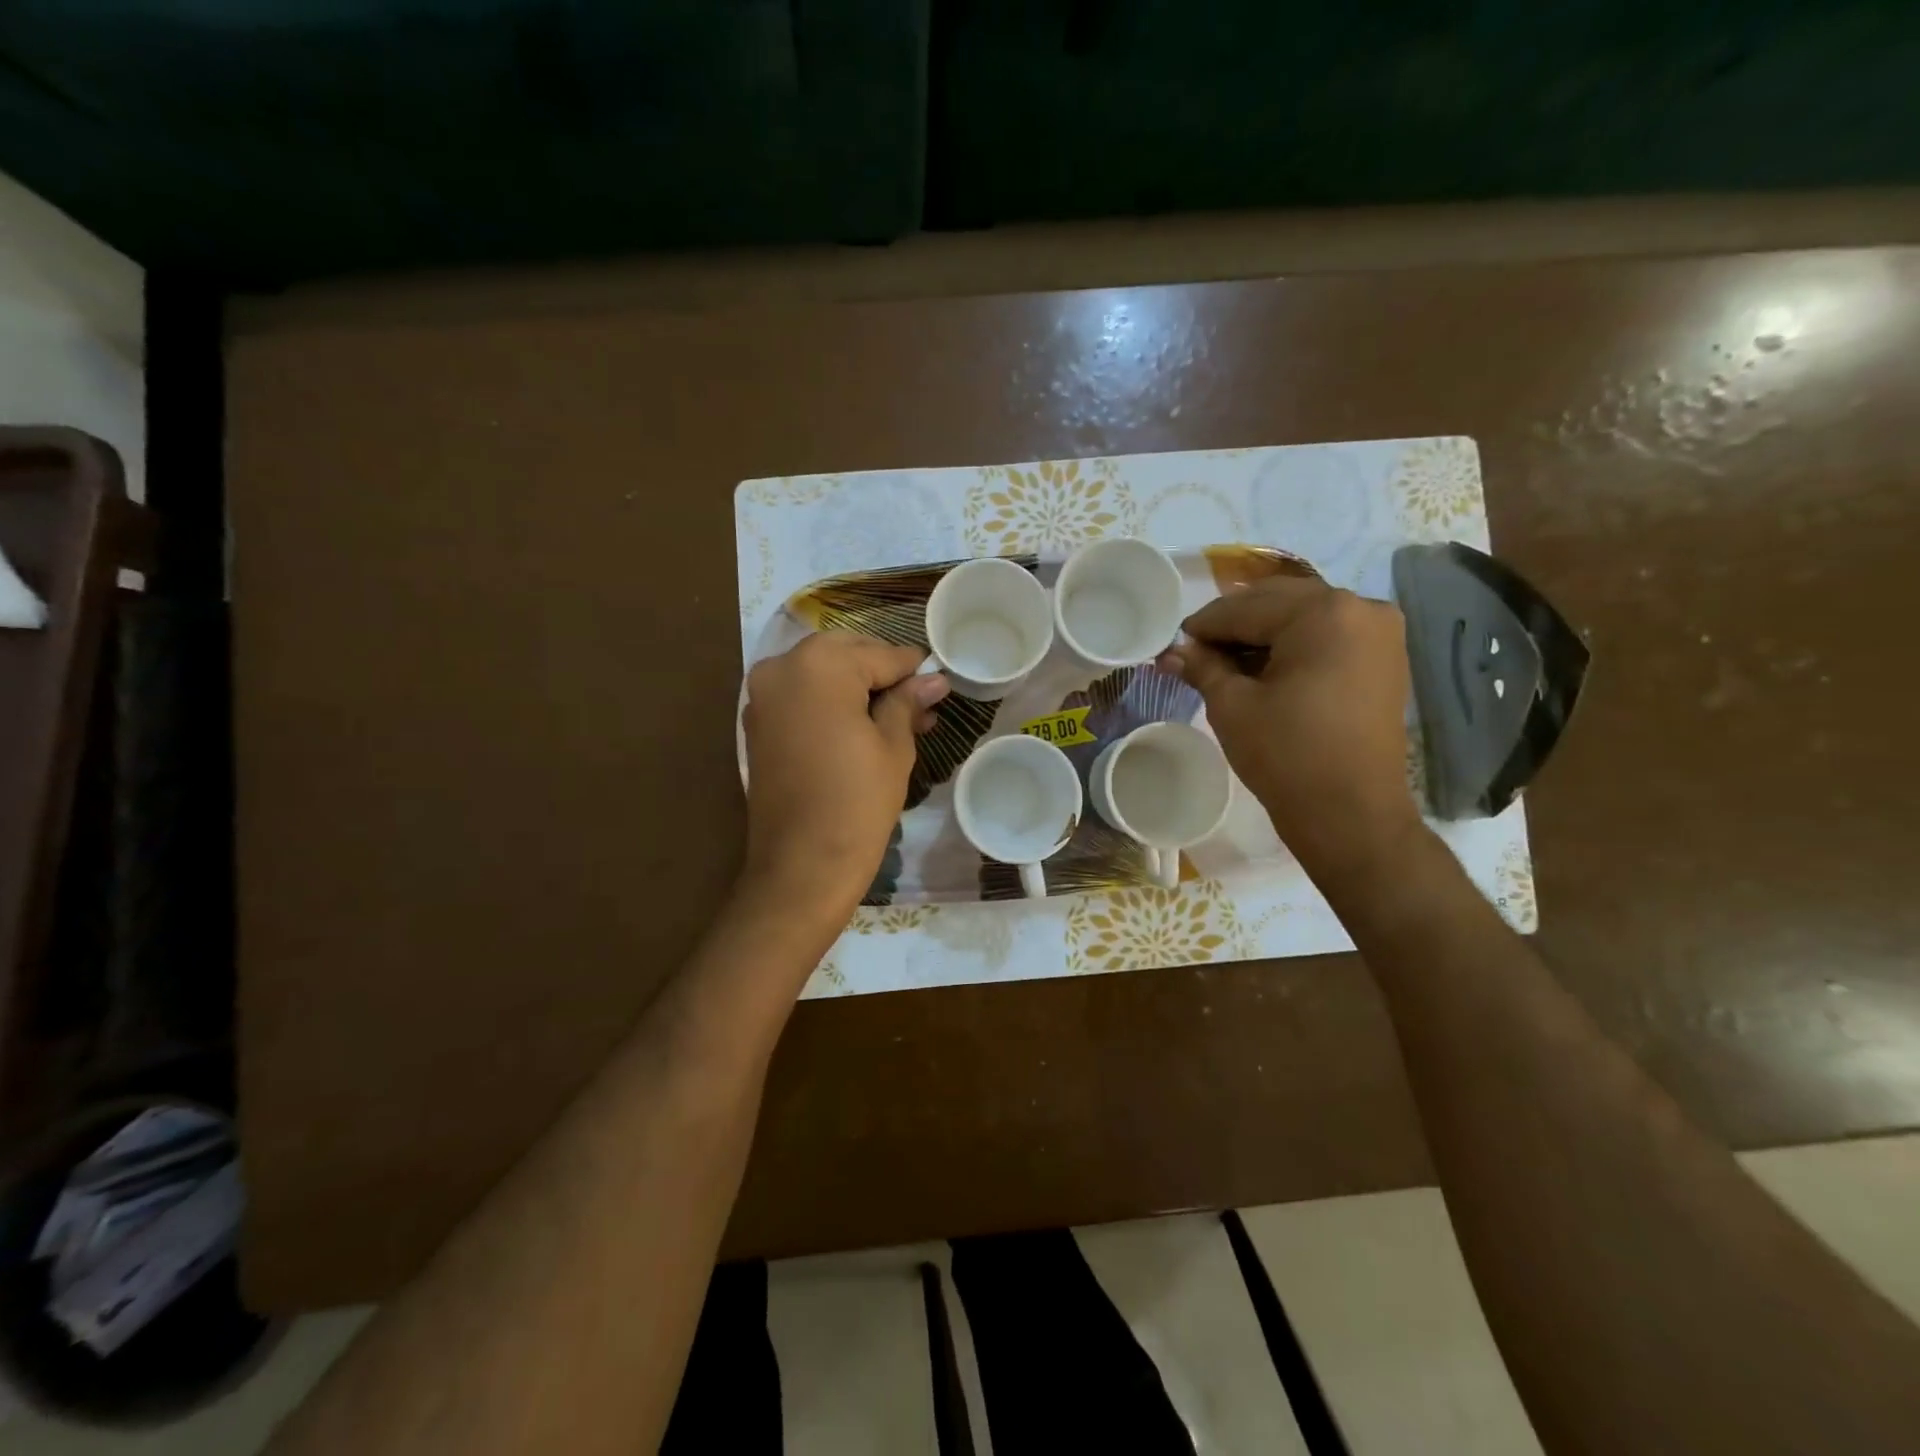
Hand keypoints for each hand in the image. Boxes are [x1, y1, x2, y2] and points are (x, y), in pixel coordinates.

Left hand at [741, 633, 948, 913]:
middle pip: (846, 656)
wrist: (803, 865)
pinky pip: (802, 698)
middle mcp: (782, 667)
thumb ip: (908, 702)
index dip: (913, 669)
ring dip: (857, 689)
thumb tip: (934, 679)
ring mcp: (763, 695)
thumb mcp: (893, 745)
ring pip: (822, 676)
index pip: (880, 654)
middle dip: (882, 675)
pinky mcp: (757, 723)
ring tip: (899, 718)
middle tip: (919, 702)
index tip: (938, 681)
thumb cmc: (858, 801)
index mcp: (820, 664)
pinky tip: (863, 726)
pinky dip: (830, 704)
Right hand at [1160, 577, 1421, 877]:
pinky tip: (1264, 668)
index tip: (1176, 641)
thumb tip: (1171, 651)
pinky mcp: (1385, 658)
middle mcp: (1360, 607)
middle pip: (1279, 602)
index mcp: (1322, 612)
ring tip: (1227, 662)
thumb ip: (1202, 666)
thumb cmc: (1286, 754)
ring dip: (1264, 632)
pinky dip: (1294, 645)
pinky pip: (1328, 635)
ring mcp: (1379, 632)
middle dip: (1235, 624)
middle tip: (1198, 650)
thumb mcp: (1232, 705)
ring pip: (1304, 616)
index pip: (1246, 608)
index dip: (1205, 625)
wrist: (1351, 813)